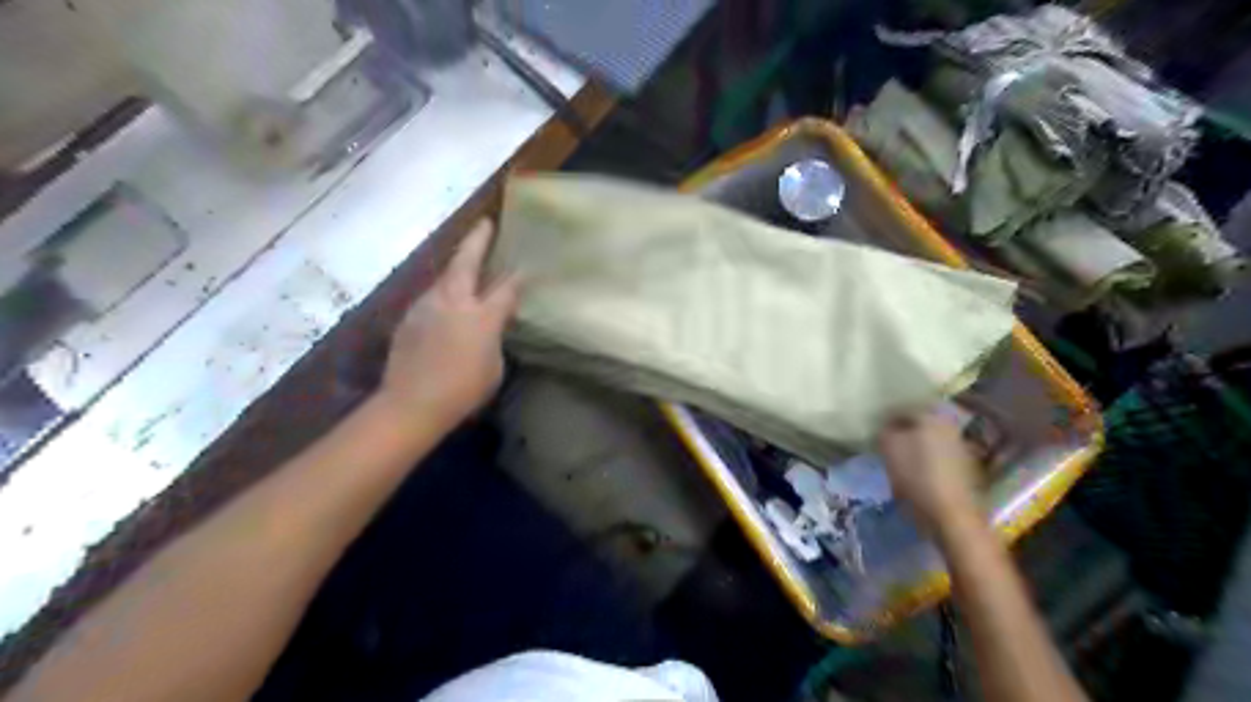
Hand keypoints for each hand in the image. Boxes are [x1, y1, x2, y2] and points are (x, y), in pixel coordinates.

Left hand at [379, 219, 520, 427]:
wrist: (412, 403)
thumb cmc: (463, 390)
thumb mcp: (493, 366)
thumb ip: (495, 337)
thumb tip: (494, 320)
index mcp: (481, 316)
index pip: (506, 288)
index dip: (518, 276)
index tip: (527, 264)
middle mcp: (453, 302)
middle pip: (466, 262)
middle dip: (477, 241)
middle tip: (485, 224)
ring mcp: (426, 306)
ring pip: (444, 277)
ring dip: (457, 267)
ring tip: (466, 262)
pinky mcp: (409, 318)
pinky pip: (431, 297)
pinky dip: (442, 293)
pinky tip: (445, 303)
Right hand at [871, 411, 982, 531]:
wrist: (951, 513)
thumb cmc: (916, 475)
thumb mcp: (889, 447)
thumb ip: (885, 430)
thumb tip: (886, 425)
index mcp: (932, 416)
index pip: (904, 407)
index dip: (887, 416)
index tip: (875, 427)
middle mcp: (949, 426)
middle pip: (919, 422)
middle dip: (902, 430)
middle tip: (884, 440)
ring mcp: (959, 446)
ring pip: (928, 438)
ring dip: (913, 445)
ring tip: (897, 457)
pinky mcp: (963, 467)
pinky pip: (937, 454)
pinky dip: (924, 458)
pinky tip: (913, 470)